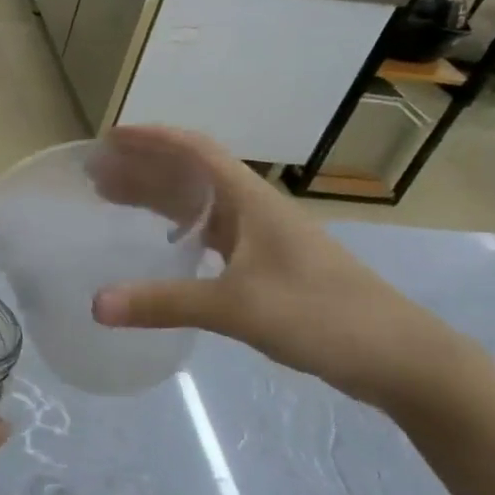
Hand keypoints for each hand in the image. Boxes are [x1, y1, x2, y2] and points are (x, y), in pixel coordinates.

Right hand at [87, 127, 473, 409]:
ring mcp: (262, 240)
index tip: (109, 138)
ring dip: (157, 197)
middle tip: (94, 174)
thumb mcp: (237, 308)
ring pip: (199, 205)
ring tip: (111, 199)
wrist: (399, 357)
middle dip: (143, 168)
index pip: (196, 152)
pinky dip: (176, 230)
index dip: (152, 139)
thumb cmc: (323, 316)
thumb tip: (95, 305)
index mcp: (251, 202)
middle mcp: (254, 212)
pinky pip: (209, 235)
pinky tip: (159, 243)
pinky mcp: (266, 269)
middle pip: (191, 175)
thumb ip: (165, 303)